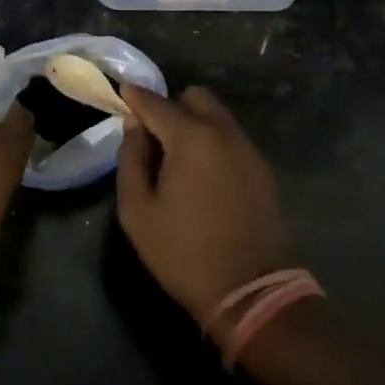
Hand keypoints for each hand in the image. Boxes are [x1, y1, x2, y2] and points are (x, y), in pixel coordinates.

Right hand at [116, 85, 290, 321]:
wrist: (250, 291)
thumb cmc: (183, 253)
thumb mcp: (137, 211)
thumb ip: (131, 159)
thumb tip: (134, 126)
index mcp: (190, 139)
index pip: (155, 103)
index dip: (135, 96)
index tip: (121, 92)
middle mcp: (223, 133)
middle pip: (195, 98)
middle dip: (171, 108)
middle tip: (155, 139)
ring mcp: (248, 149)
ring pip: (217, 116)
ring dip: (195, 124)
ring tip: (179, 161)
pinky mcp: (263, 168)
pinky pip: (232, 139)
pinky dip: (214, 143)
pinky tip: (204, 177)